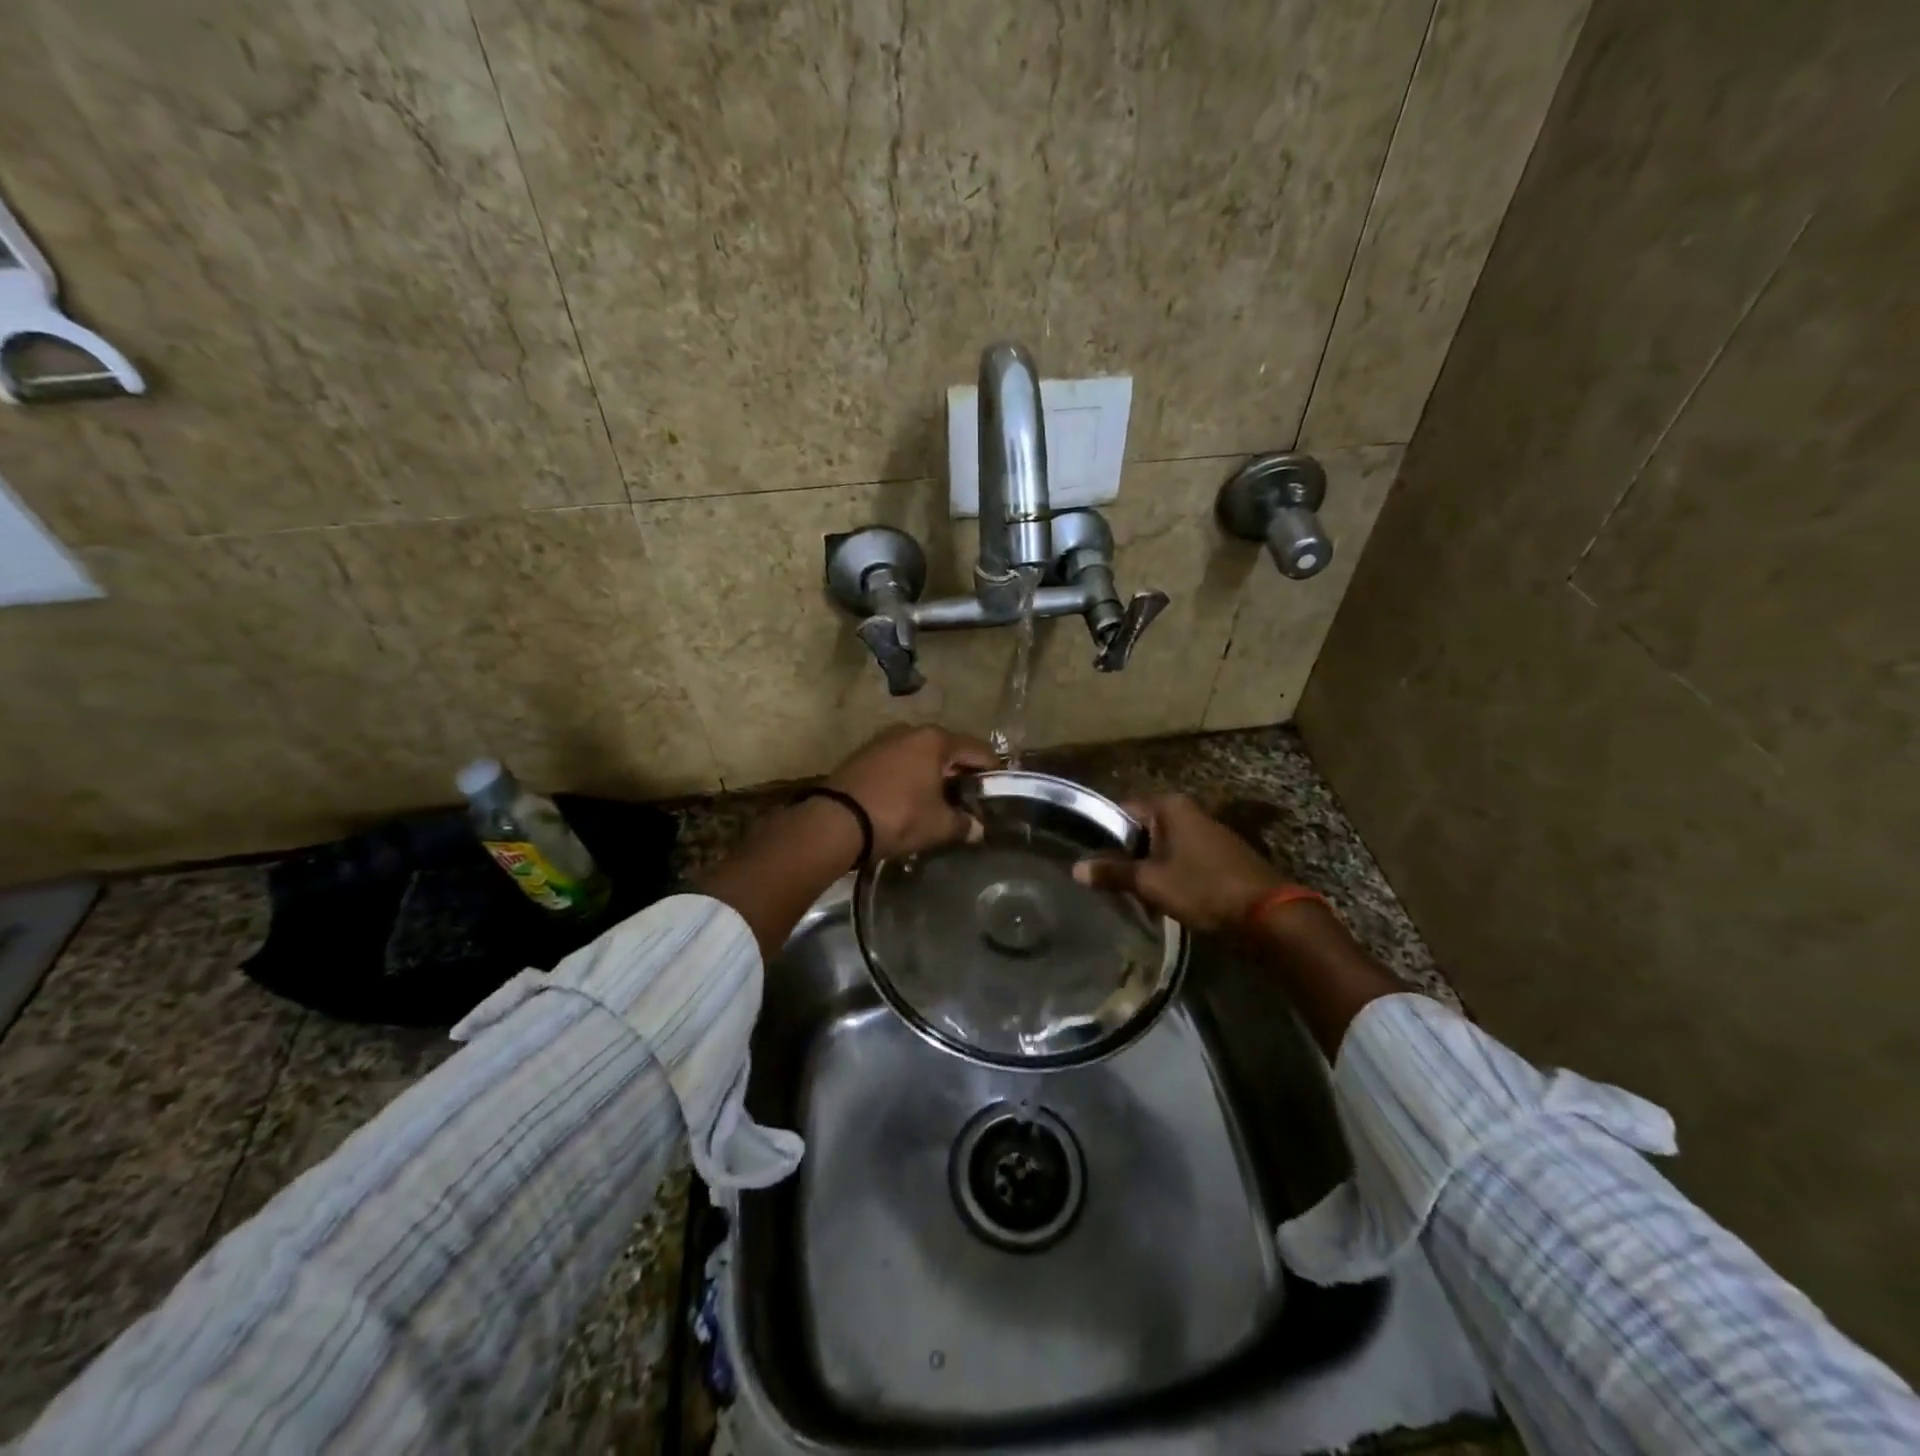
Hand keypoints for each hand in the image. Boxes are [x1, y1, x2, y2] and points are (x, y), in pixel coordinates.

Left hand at [825, 725, 995, 859]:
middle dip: (960, 775)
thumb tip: (977, 828)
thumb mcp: (938, 825)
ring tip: (940, 803)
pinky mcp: (862, 757)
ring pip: (920, 757)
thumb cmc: (898, 815)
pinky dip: (909, 779)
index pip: (977, 750)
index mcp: (935, 740)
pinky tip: (910, 801)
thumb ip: (963, 824)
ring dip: (932, 777)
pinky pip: (897, 765)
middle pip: (947, 751)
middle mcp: (910, 732)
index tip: (999, 790)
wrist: (836, 821)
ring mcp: (883, 741)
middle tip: (970, 800)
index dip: (992, 770)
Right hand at [1073, 793, 1288, 933]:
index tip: (1089, 859)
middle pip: (1141, 828)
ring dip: (1147, 867)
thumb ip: (1111, 873)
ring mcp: (1206, 831)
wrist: (1268, 914)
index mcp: (1169, 805)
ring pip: (1161, 845)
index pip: (1121, 810)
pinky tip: (1162, 897)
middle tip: (1107, 881)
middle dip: (1125, 854)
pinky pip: (1181, 857)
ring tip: (1131, 893)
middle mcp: (1187, 810)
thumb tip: (1076, 868)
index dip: (1102, 834)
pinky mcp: (1218, 853)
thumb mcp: (1150, 882)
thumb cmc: (1203, 888)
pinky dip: (1168, 873)